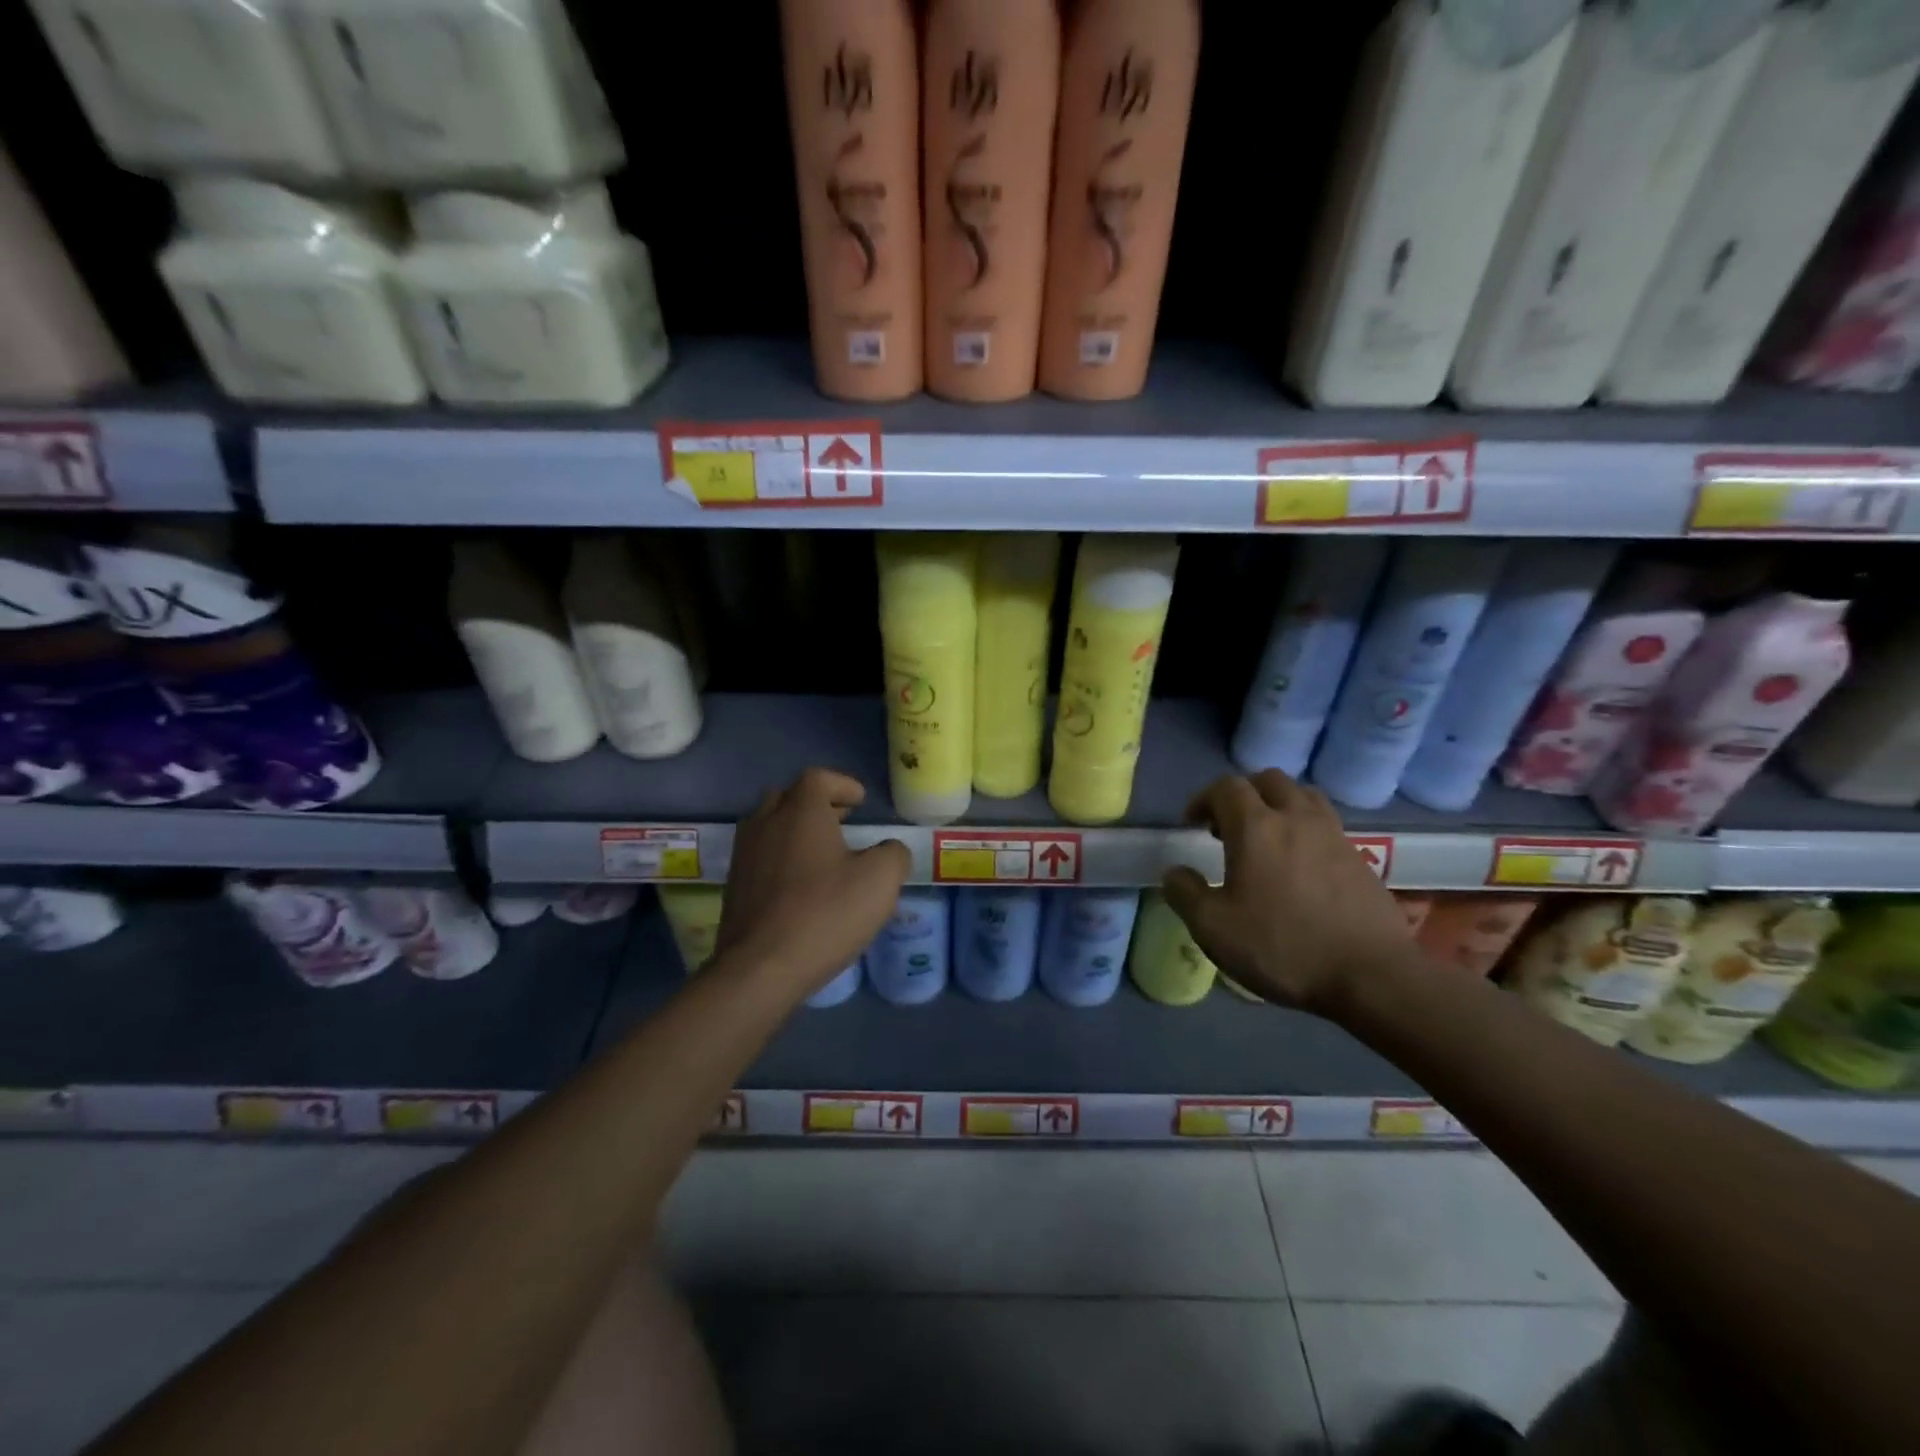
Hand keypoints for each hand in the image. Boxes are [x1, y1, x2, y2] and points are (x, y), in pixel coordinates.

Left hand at [717, 768, 910, 997]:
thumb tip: (889, 851)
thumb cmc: (825, 914)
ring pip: (769, 826)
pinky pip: (760, 857)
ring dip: (795, 830)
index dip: (842, 784)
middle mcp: (766, 823)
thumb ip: (893, 855)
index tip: (859, 802)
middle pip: (788, 797)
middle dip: (815, 804)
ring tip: (822, 854)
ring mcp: (744, 855)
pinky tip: (800, 886)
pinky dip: (780, 857)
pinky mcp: (734, 887)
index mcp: (800, 812)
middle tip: (841, 821)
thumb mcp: (880, 881)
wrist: (760, 968)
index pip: (818, 778)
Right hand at [1162, 770, 1414, 1017]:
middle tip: (1227, 826)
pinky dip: (1305, 828)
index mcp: (1255, 828)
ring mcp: (1333, 835)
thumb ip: (1185, 894)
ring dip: (1278, 804)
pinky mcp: (1360, 857)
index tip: (1192, 825)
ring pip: (1302, 796)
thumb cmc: (1283, 948)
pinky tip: (1299, 864)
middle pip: (1268, 780)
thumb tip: (1175, 872)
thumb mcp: (1214, 929)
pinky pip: (1326, 823)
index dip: (1203, 798)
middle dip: (1242, 794)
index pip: (1226, 787)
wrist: (1372, 976)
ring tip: (1266, 837)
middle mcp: (1296, 818)